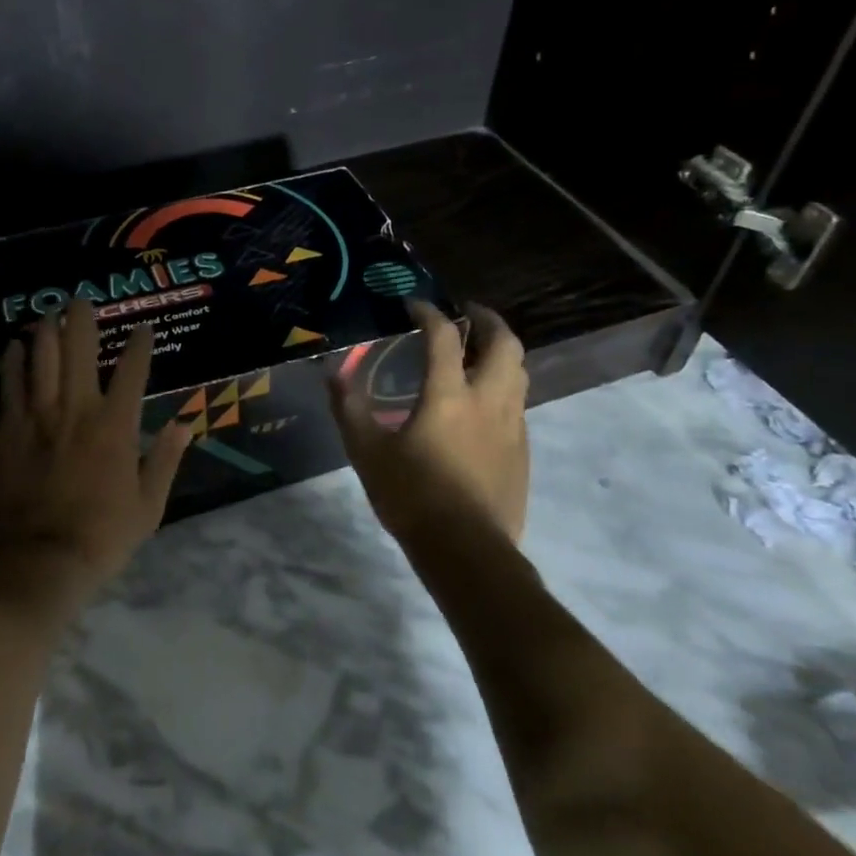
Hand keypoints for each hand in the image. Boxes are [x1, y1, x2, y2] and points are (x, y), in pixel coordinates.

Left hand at [0, 299, 192, 602]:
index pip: (133, 371)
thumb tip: (185, 424)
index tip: (144, 328)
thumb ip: (166, 460)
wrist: (35, 560)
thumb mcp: (148, 507)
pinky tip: (16, 345)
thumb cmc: (99, 537)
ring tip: (49, 314)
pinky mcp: (8, 428)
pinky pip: (11, 383)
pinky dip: (14, 360)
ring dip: (46, 331)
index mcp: (116, 426)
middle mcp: (77, 409)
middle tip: (81, 300)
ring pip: (42, 357)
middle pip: (80, 349)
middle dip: (82, 319)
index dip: (140, 345)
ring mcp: (39, 415)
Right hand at [329, 301, 529, 543]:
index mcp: (449, 396)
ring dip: (501, 350)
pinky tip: (483, 402)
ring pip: (519, 372)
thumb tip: (333, 373)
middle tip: (466, 313)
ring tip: (478, 350)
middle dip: (486, 319)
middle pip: (504, 343)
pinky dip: (504, 385)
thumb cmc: (412, 496)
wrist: (467, 551)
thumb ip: (349, 408)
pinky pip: (518, 403)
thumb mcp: (367, 452)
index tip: (413, 304)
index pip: (443, 336)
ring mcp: (512, 426)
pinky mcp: (522, 451)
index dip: (428, 312)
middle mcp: (488, 400)